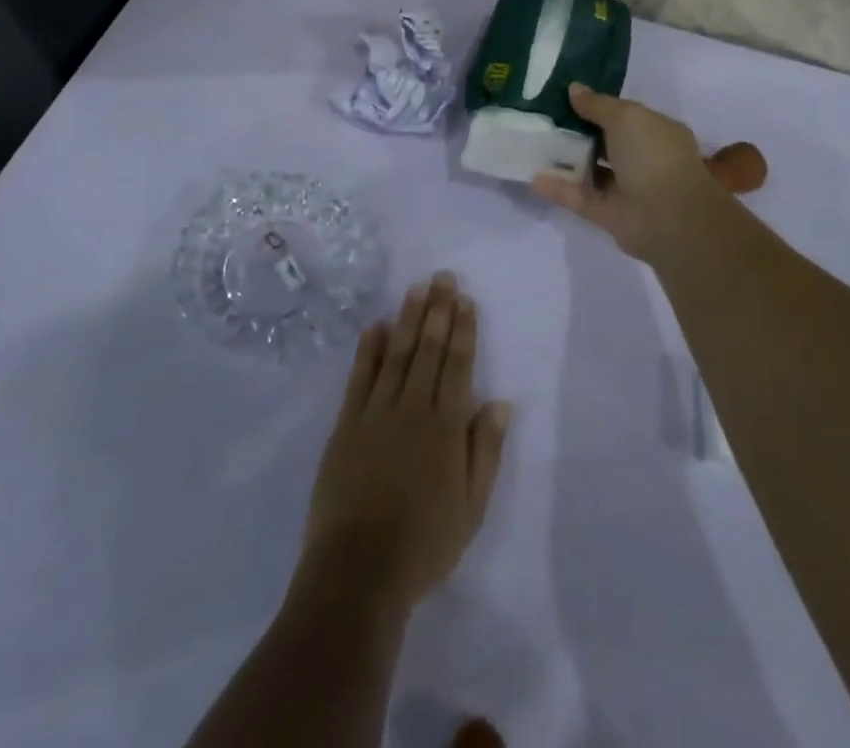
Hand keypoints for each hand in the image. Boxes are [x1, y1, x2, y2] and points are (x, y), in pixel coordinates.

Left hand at [298, 272, 511, 620]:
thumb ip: (485, 450)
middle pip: (429, 350)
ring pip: (398, 354)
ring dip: (409, 319)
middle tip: (443, 277)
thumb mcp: (472, 507)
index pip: (458, 365)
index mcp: (446, 427)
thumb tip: (502, 402)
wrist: (358, 573)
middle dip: (438, 310)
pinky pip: (360, 378)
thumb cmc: (424, 543)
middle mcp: (413, 409)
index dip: (463, 330)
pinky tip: (376, 326)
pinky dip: (369, 350)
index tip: (465, 300)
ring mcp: (376, 414)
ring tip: (417, 289)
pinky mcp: (347, 426)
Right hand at [531, 84, 747, 265]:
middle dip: (577, 131)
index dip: (596, 105)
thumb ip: (598, 104)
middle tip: (540, 117)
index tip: (563, 95)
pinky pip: (579, 197)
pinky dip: (558, 188)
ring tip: (531, 144)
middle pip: (604, 142)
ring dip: (565, 160)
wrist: (669, 218)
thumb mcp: (626, 117)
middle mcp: (642, 158)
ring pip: (590, 171)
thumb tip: (574, 88)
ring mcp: (625, 188)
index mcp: (655, 131)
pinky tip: (533, 176)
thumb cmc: (653, 156)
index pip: (623, 114)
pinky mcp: (608, 214)